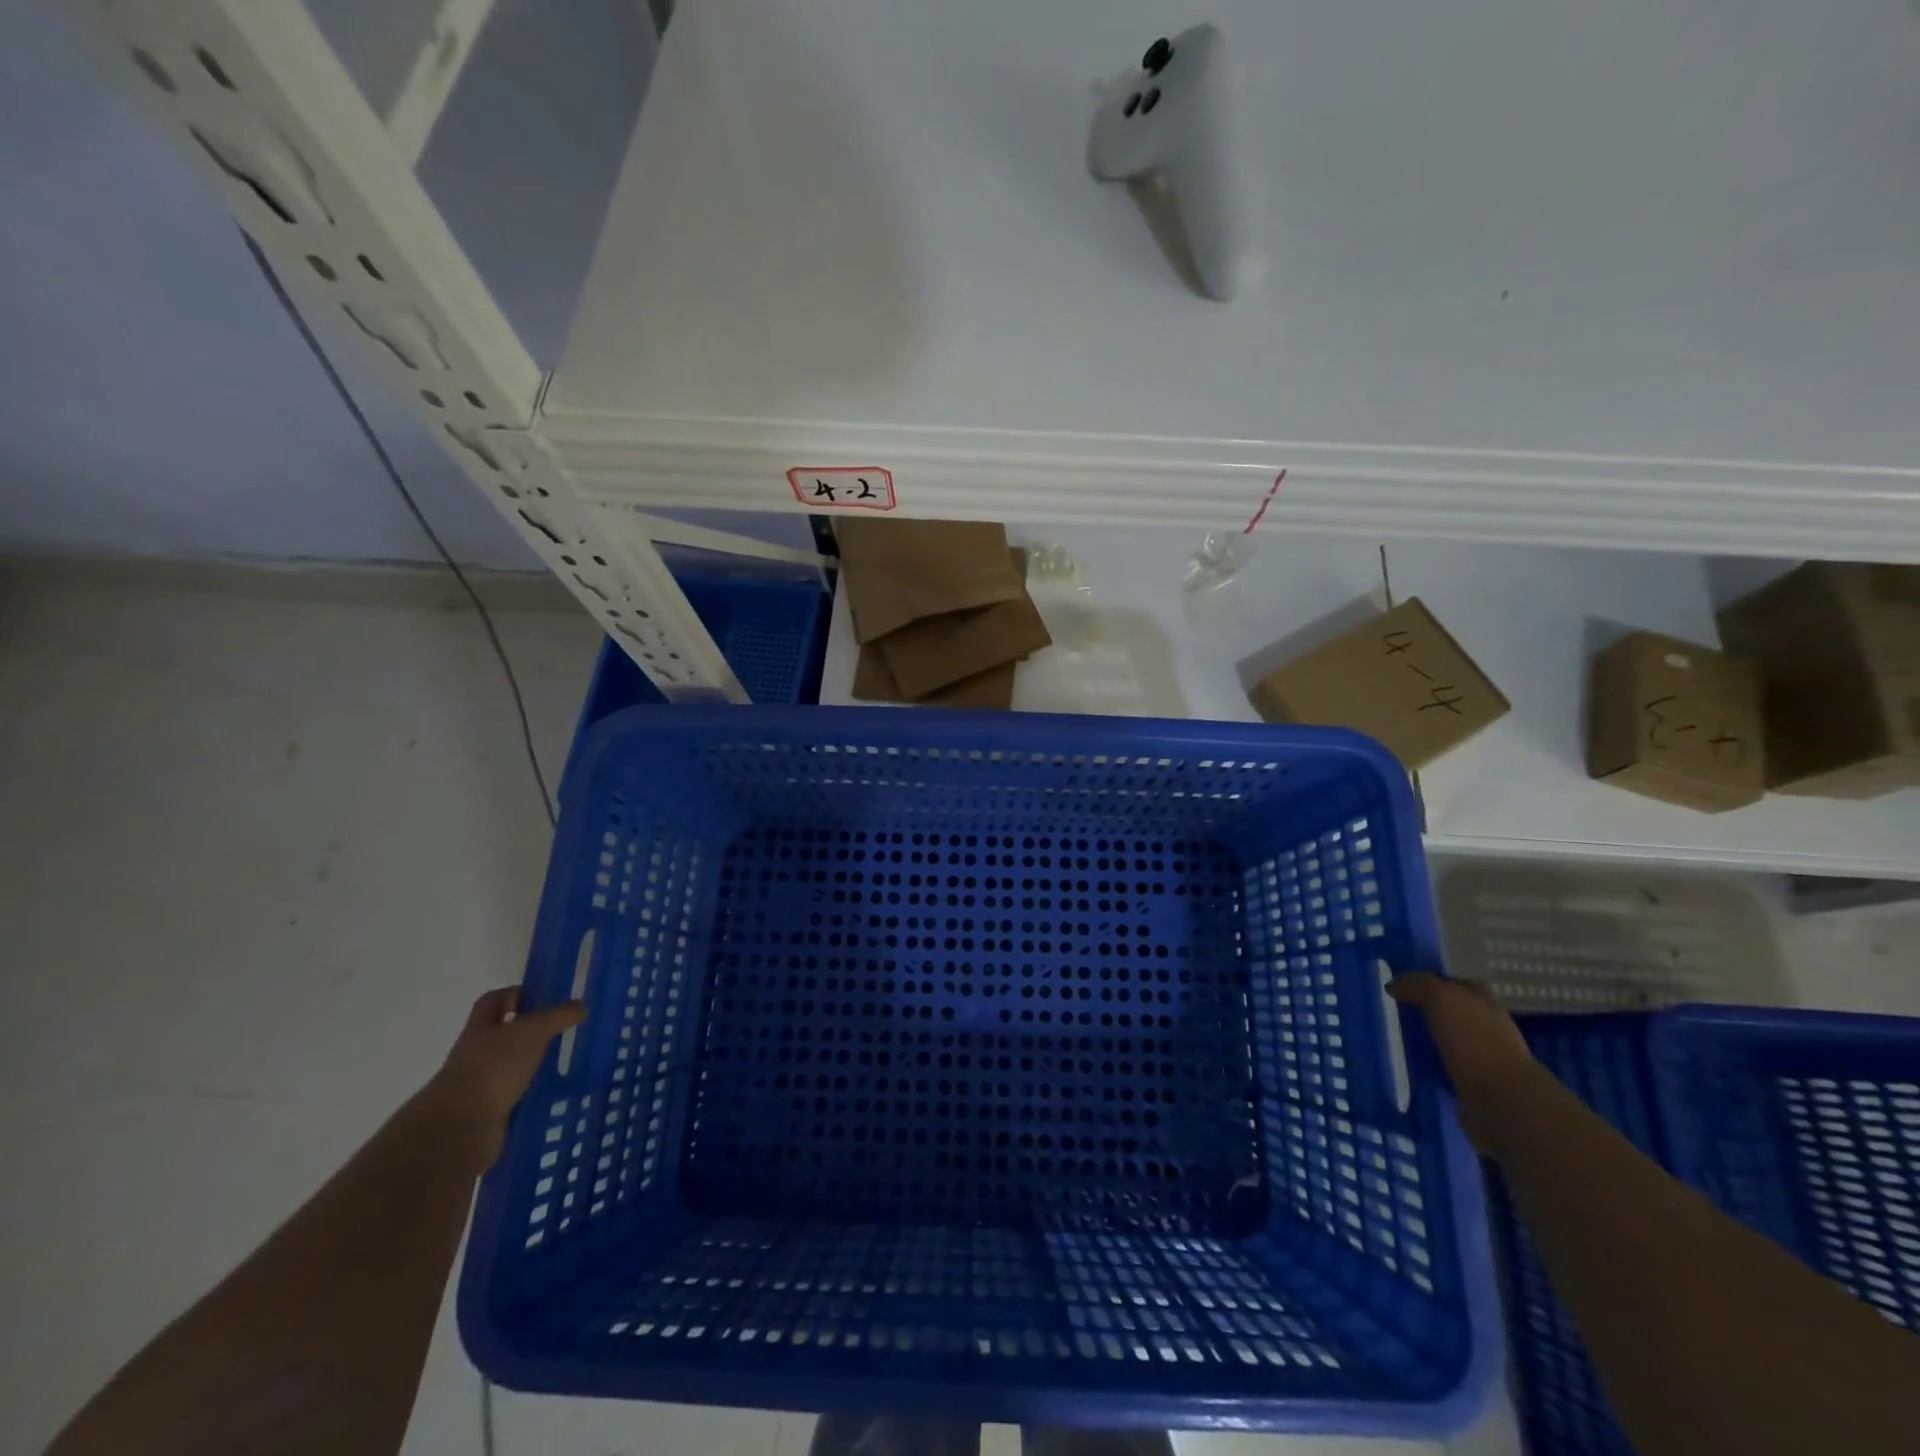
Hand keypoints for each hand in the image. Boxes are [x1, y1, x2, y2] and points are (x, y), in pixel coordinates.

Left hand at [426, 988, 584, 1171]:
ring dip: (530, 1061)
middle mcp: (476, 1051)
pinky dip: (529, 1090)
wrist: (462, 1125)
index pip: (494, 1000)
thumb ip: (559, 1016)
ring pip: (508, 1063)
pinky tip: (551, 1090)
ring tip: (561, 1060)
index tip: (543, 995)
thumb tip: (582, 1005)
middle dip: (527, 1029)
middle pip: (501, 1032)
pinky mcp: (487, 1110)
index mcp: (481, 1026)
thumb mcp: (534, 1031)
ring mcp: (479, 1081)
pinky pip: (512, 1093)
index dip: (516, 994)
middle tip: (560, 1027)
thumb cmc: (496, 1065)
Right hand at [1388, 972, 1536, 1153]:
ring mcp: (1484, 1062)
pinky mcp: (1474, 1089)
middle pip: (1456, 1014)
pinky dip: (1430, 1068)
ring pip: (1450, 1043)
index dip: (1438, 981)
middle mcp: (1489, 1030)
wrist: (1502, 1102)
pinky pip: (1445, 1071)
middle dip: (1430, 1012)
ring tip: (1396, 1038)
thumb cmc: (1475, 1040)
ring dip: (1429, 1041)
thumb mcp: (1442, 998)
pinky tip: (1409, 1065)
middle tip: (1395, 1010)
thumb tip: (1393, 986)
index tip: (1407, 984)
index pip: (1462, 985)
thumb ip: (1418, 985)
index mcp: (1487, 1005)